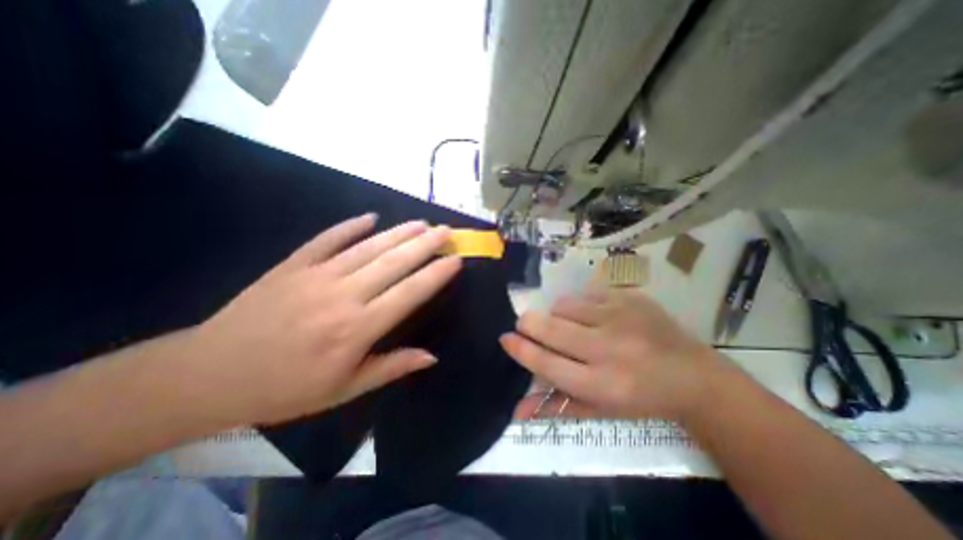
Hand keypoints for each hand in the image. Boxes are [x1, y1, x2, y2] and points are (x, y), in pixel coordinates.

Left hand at [183, 213, 467, 426]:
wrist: (209, 375)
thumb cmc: (286, 389)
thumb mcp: (344, 389)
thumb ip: (391, 368)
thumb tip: (431, 357)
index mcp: (357, 329)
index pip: (409, 293)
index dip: (435, 275)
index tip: (455, 260)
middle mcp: (342, 296)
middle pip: (394, 263)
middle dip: (425, 245)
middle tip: (446, 231)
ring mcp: (316, 276)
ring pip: (367, 247)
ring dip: (398, 233)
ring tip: (421, 223)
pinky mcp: (292, 265)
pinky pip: (327, 239)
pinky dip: (350, 226)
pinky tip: (370, 217)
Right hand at [504, 287, 729, 422]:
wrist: (693, 377)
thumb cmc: (640, 399)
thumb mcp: (599, 410)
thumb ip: (556, 407)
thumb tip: (516, 410)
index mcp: (602, 384)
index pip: (546, 363)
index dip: (520, 349)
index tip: (505, 338)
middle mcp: (609, 349)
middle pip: (550, 328)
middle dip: (529, 323)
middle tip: (526, 324)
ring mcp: (620, 318)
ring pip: (564, 306)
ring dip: (557, 315)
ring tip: (571, 325)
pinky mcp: (629, 299)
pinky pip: (585, 294)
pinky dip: (580, 305)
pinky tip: (595, 316)